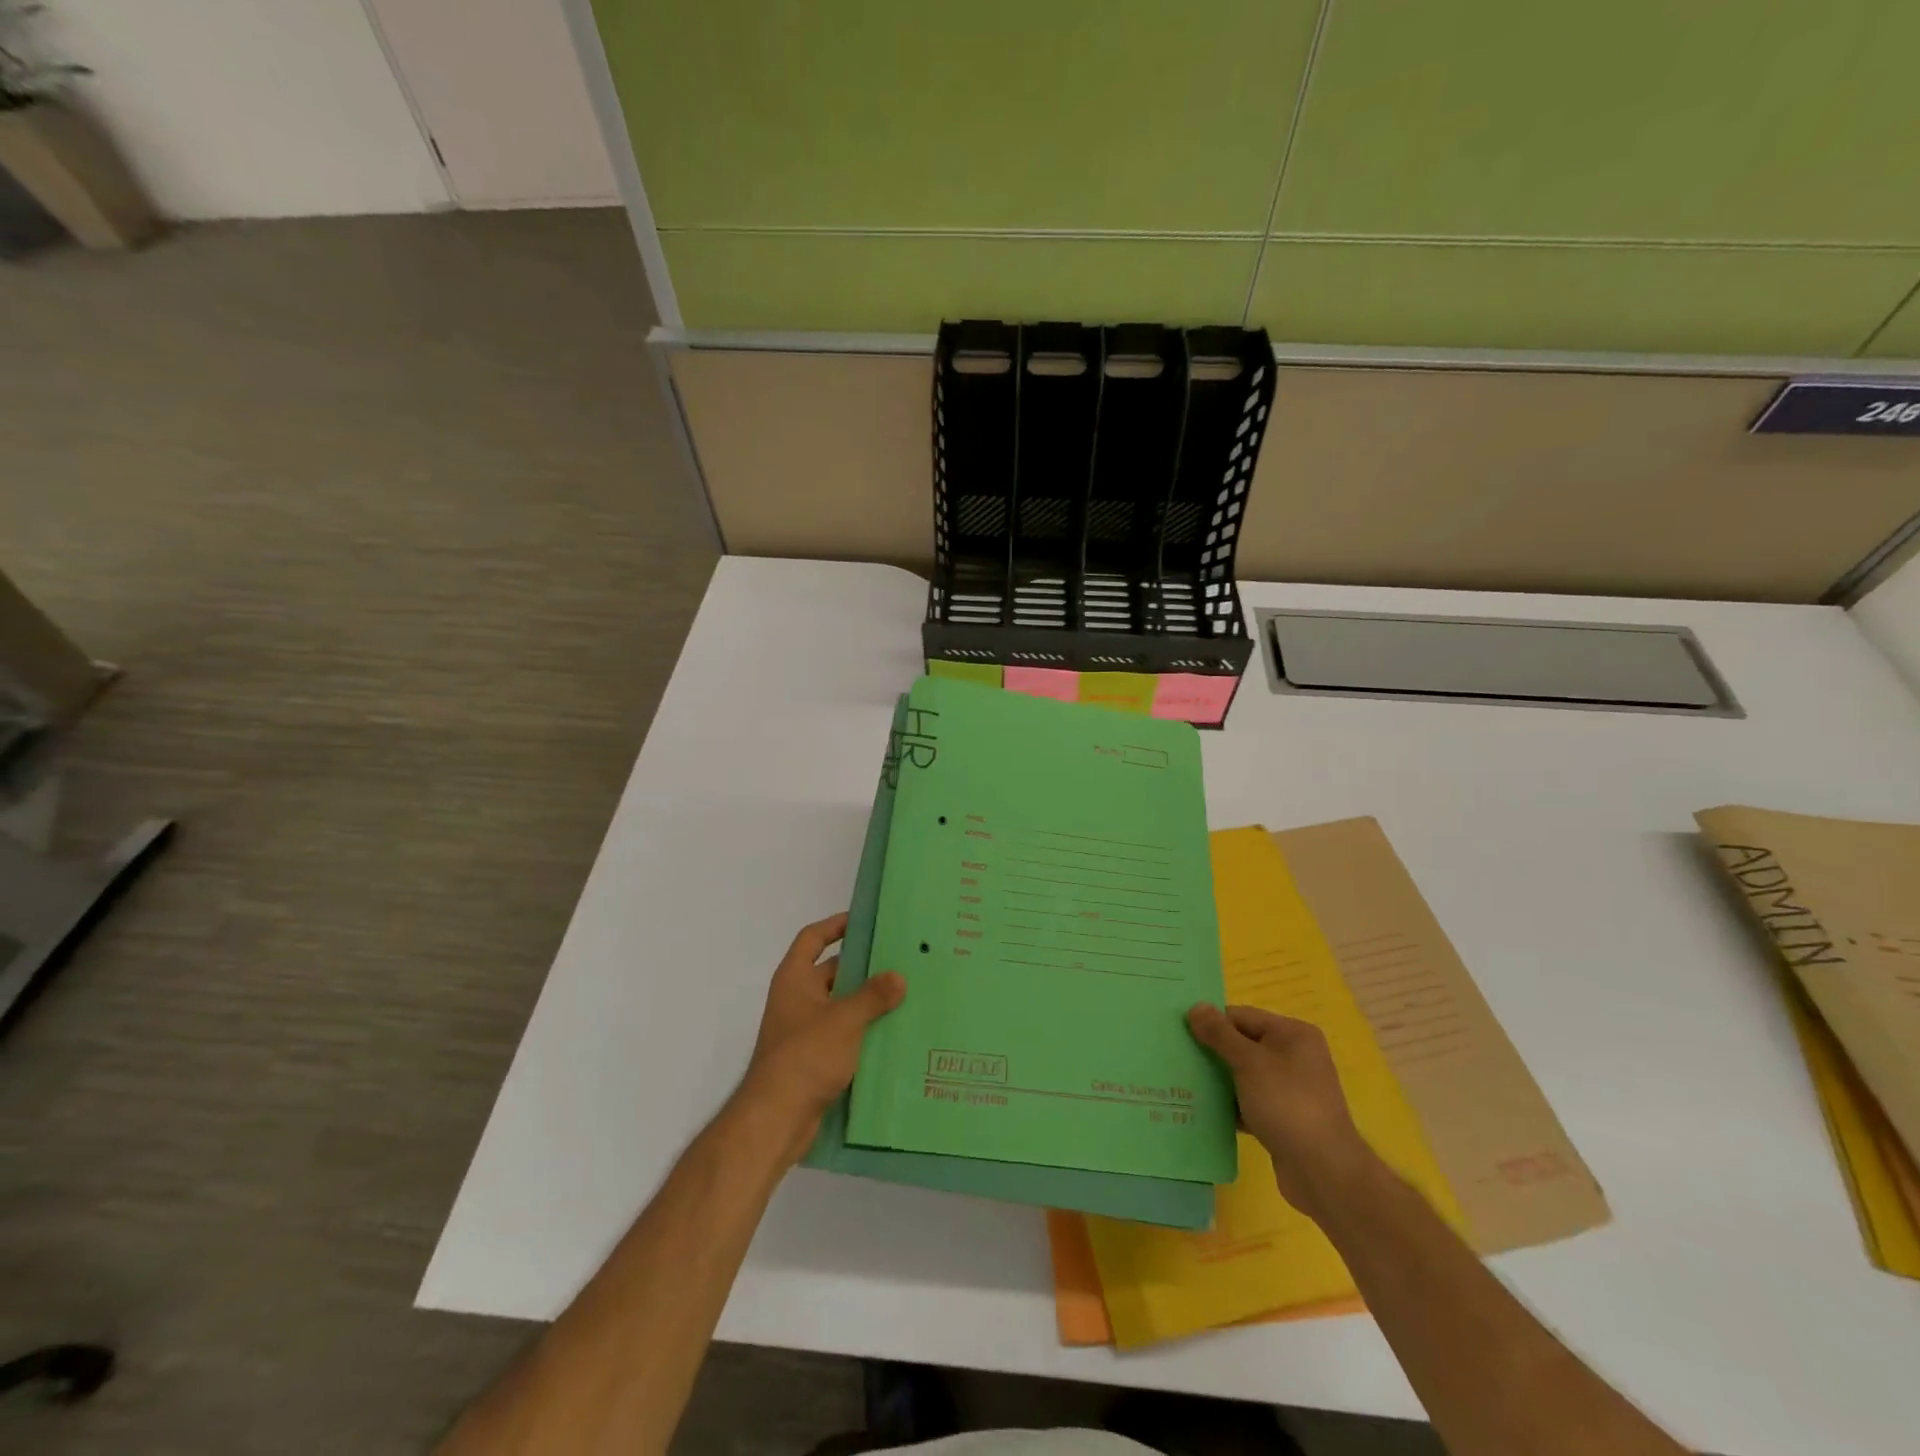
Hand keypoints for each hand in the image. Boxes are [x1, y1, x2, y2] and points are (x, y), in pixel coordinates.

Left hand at [737, 913, 905, 1162]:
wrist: (776, 1120)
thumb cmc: (805, 1056)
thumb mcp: (844, 1020)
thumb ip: (873, 996)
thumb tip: (899, 976)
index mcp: (794, 979)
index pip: (812, 939)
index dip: (835, 926)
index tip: (864, 921)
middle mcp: (797, 1000)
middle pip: (832, 972)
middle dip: (863, 968)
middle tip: (900, 960)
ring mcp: (805, 1031)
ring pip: (841, 1006)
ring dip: (868, 1002)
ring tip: (907, 995)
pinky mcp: (815, 1060)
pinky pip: (844, 1035)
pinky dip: (864, 1032)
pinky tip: (895, 1034)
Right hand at [1187, 1003, 1380, 1219]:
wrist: (1324, 1173)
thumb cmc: (1287, 1104)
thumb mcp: (1249, 1062)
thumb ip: (1219, 1034)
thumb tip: (1196, 1006)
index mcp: (1293, 1034)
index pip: (1242, 1017)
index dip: (1211, 1022)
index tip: (1179, 1032)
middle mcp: (1295, 1057)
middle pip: (1242, 1045)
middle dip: (1212, 1051)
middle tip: (1176, 1056)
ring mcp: (1290, 1090)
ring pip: (1244, 1075)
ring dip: (1218, 1079)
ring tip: (1183, 1082)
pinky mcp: (1284, 1119)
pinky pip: (1249, 1102)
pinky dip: (1230, 1105)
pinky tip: (1204, 1110)